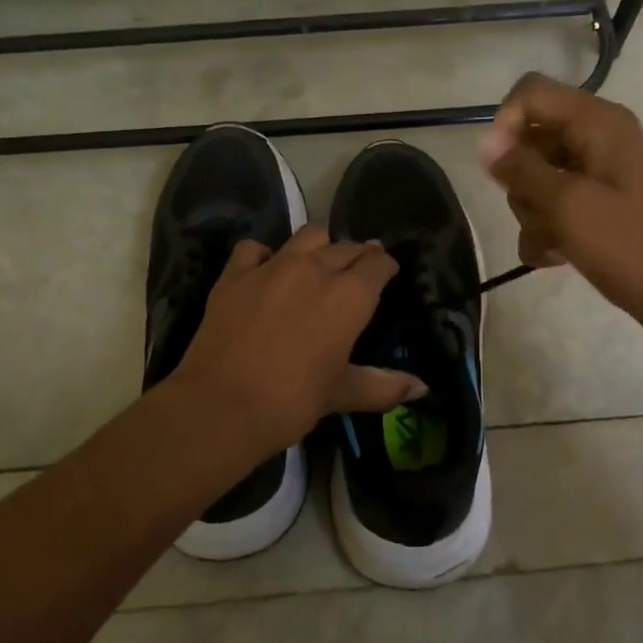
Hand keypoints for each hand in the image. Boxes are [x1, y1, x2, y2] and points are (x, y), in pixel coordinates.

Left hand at [168, 225, 425, 461]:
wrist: (220, 406)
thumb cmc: (292, 401)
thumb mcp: (341, 394)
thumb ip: (383, 386)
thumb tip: (422, 388)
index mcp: (349, 296)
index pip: (378, 263)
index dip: (385, 266)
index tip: (386, 274)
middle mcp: (315, 269)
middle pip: (346, 246)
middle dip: (356, 256)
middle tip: (356, 274)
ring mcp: (272, 266)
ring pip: (307, 236)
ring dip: (319, 247)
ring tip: (316, 266)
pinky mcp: (235, 273)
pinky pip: (255, 248)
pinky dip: (265, 255)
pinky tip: (265, 271)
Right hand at [480, 72, 642, 335]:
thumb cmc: (631, 246)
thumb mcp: (568, 205)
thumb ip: (521, 170)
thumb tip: (484, 142)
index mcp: (597, 123)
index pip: (530, 93)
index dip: (505, 124)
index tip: (498, 169)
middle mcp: (595, 139)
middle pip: (528, 141)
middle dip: (521, 184)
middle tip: (542, 214)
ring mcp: (595, 175)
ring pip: (534, 180)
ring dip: (534, 215)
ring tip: (556, 244)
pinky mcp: (594, 207)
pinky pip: (551, 207)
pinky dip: (547, 232)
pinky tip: (557, 258)